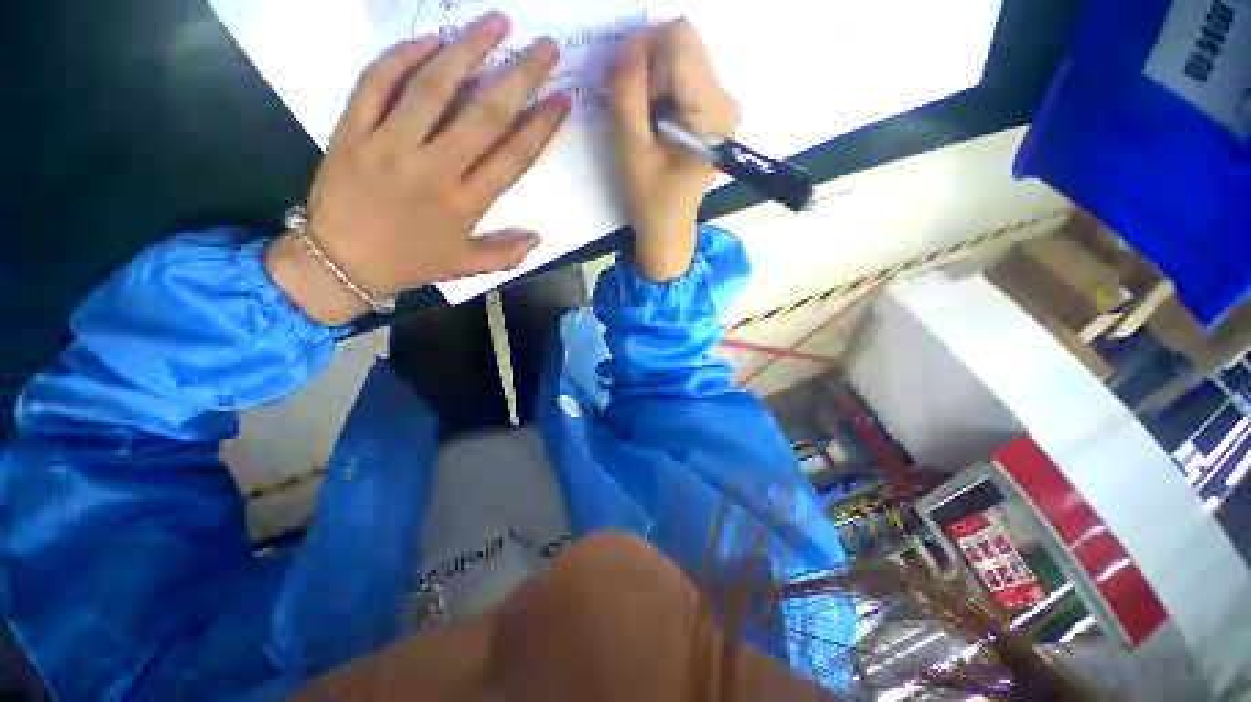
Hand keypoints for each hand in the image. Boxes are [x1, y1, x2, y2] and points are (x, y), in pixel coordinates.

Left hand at [266, 12, 571, 324]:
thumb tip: (539, 236)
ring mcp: (389, 145)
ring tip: (497, 22)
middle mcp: (432, 170)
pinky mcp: (352, 130)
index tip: (561, 99)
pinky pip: (376, 82)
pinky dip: (402, 56)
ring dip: (468, 50)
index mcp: (464, 204)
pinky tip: (430, 40)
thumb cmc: (410, 263)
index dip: (540, 126)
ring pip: (432, 87)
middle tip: (545, 47)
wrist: (339, 262)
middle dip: (519, 77)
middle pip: (483, 115)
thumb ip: (506, 254)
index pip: (512, 158)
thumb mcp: (465, 267)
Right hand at [604, 19, 737, 281]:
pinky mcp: (710, 112)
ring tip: (635, 118)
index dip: (642, 48)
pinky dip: (657, 90)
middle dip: (644, 65)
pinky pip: (681, 78)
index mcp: (711, 111)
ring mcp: (719, 105)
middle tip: (622, 102)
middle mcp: (724, 100)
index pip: (679, 39)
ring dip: (648, 80)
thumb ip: (627, 98)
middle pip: (680, 46)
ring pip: (678, 60)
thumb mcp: (632, 151)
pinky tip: (647, 120)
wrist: (668, 230)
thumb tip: (623, 48)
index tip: (618, 79)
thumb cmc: (651, 201)